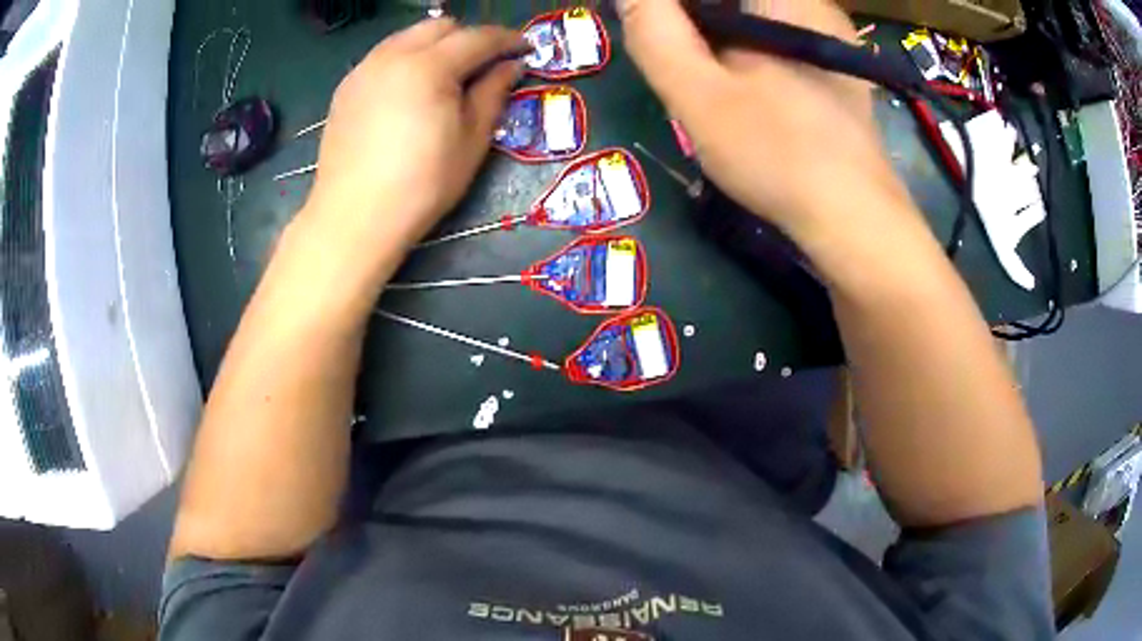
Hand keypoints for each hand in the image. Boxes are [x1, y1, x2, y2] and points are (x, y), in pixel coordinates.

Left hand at [303, 19, 524, 246]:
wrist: (354, 217)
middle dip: (469, 37)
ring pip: (408, 36)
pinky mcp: (346, 88)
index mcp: (429, 66)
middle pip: (440, 26)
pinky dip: (406, 60)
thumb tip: (511, 66)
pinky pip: (384, 56)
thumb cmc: (422, 185)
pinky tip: (410, 90)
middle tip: (483, 65)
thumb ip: (493, 93)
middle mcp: (393, 55)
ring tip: (446, 76)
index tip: (525, 50)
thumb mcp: (471, 141)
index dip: (508, 40)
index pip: (478, 37)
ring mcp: (364, 69)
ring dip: (435, 45)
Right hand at [619, 0, 912, 243]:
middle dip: (693, 19)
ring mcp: (830, 36)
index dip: (673, 8)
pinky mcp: (835, 65)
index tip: (653, 29)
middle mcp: (814, 5)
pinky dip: (744, 49)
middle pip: (732, 0)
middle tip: (675, 57)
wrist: (855, 222)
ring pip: (752, 15)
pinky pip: (774, 35)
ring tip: (701, 76)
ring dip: (716, 34)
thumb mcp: (699, 93)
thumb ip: (655, 32)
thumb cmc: (779, 154)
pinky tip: (740, 87)